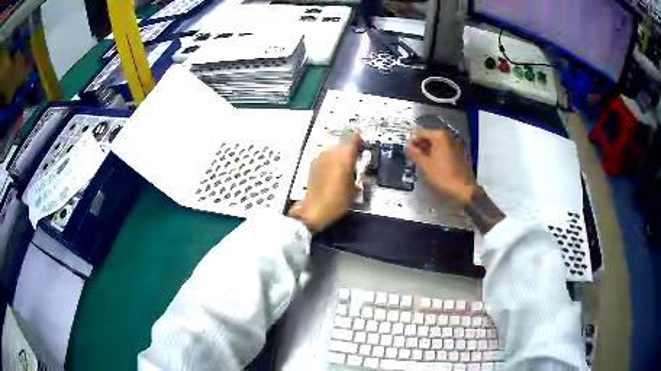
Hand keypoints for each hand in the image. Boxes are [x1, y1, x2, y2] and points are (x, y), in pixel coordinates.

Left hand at [289, 133, 360, 231]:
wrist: (315, 208)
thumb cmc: (338, 200)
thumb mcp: (353, 187)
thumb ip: (355, 172)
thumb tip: (355, 167)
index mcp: (344, 157)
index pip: (353, 139)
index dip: (358, 137)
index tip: (362, 140)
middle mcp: (331, 153)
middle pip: (342, 141)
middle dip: (349, 145)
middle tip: (354, 154)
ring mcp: (320, 157)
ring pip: (333, 148)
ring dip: (339, 151)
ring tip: (344, 162)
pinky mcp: (313, 164)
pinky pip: (325, 156)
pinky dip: (330, 158)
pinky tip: (332, 169)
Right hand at [406, 129, 474, 203]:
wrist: (463, 188)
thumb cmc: (442, 176)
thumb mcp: (425, 165)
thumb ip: (415, 153)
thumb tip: (407, 145)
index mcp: (439, 136)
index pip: (421, 133)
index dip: (413, 142)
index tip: (407, 152)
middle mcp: (447, 137)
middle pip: (429, 137)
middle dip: (420, 146)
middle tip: (412, 157)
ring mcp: (453, 145)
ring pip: (436, 144)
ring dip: (427, 151)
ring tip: (421, 162)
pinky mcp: (457, 153)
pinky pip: (442, 150)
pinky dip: (435, 154)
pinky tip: (431, 165)